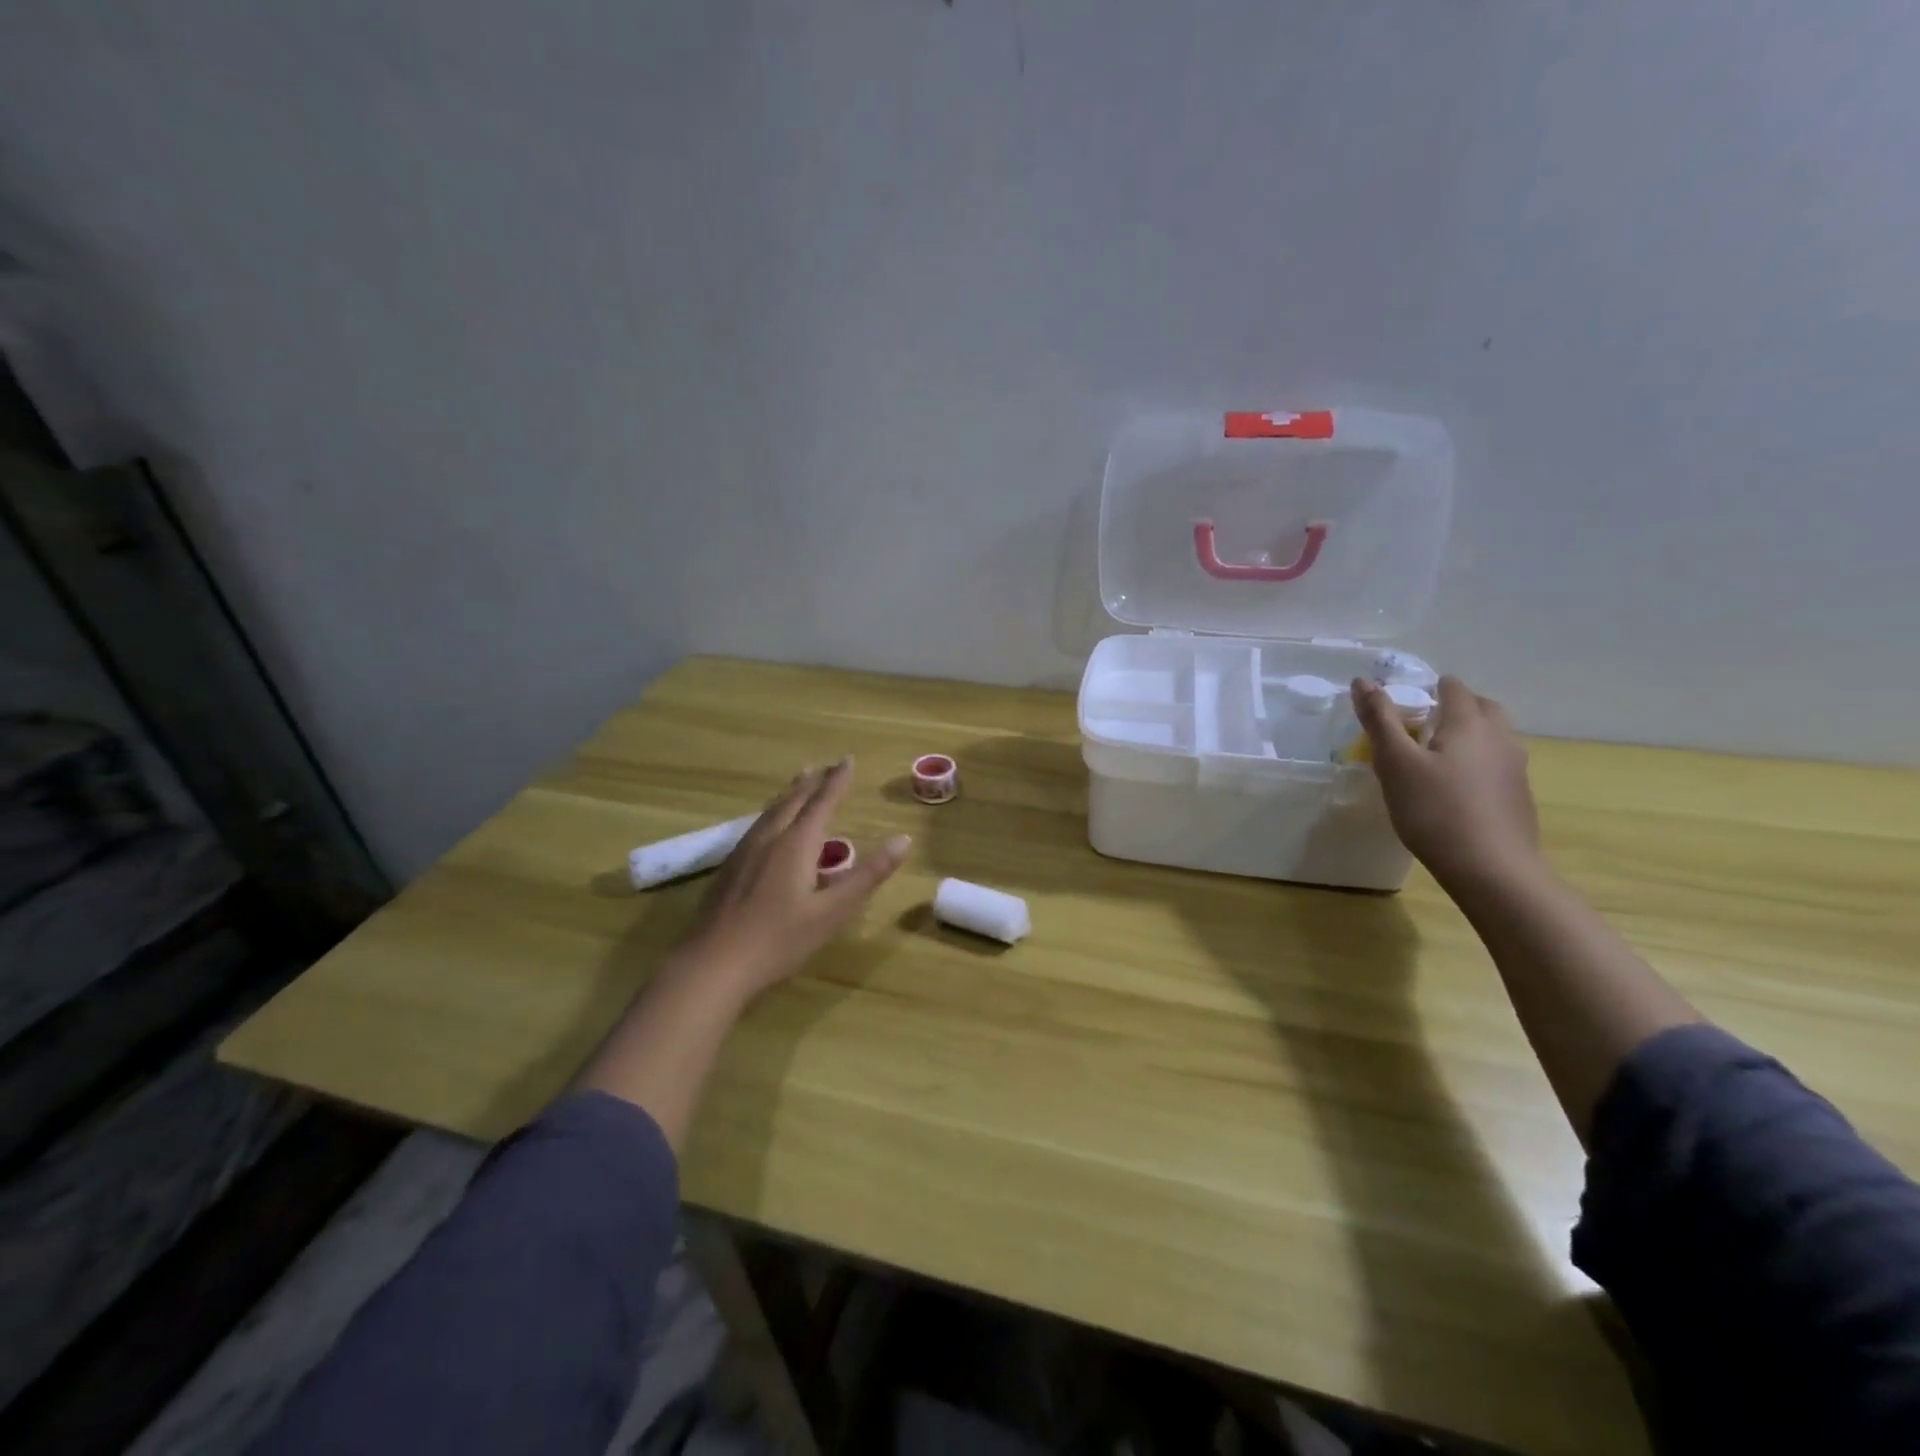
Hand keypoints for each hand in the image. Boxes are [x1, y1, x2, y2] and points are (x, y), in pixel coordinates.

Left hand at [671, 758, 910, 1000]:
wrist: (713, 964)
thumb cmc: (779, 940)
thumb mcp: (833, 912)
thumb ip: (868, 875)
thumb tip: (903, 840)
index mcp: (796, 844)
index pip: (821, 802)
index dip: (837, 781)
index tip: (847, 759)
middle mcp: (769, 839)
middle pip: (792, 801)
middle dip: (812, 782)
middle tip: (824, 766)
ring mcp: (744, 853)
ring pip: (770, 812)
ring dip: (789, 794)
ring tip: (798, 783)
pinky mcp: (729, 869)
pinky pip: (757, 826)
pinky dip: (772, 814)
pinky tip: (767, 827)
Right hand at [1352, 675, 1539, 888]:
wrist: (1491, 869)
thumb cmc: (1434, 810)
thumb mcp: (1395, 763)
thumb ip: (1379, 720)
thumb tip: (1362, 681)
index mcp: (1469, 724)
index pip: (1454, 688)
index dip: (1431, 687)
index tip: (1408, 700)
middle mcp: (1499, 738)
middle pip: (1482, 708)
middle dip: (1455, 707)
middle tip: (1422, 723)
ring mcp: (1515, 768)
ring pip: (1493, 736)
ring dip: (1468, 735)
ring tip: (1436, 755)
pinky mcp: (1518, 796)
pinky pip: (1496, 763)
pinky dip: (1476, 762)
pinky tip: (1455, 788)